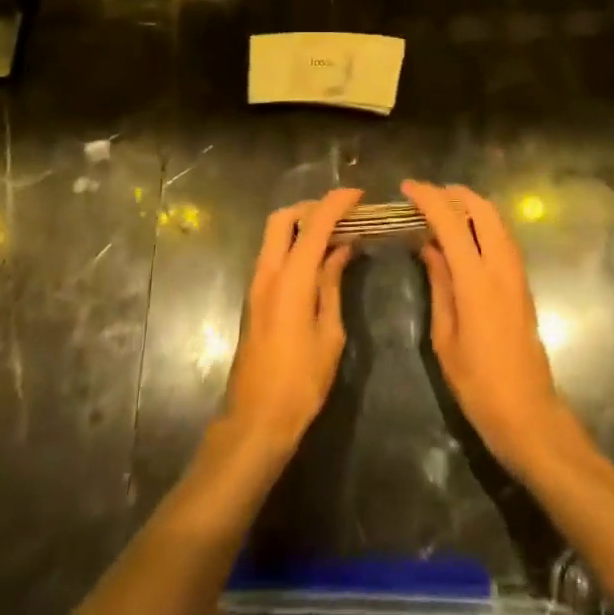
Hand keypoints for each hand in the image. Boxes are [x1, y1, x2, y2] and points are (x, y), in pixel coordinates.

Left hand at [221, 187, 362, 462]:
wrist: (256, 420)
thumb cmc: (301, 381)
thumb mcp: (329, 333)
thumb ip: (332, 285)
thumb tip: (341, 251)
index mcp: (290, 280)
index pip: (313, 225)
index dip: (336, 204)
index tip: (358, 195)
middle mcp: (268, 273)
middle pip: (283, 219)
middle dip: (312, 208)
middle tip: (342, 215)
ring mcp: (256, 285)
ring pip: (275, 235)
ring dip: (302, 226)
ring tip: (336, 235)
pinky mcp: (255, 298)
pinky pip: (274, 255)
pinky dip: (295, 246)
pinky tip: (319, 261)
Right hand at [404, 181, 579, 479]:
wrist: (527, 411)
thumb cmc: (477, 382)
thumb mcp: (445, 336)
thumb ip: (439, 285)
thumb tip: (429, 247)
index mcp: (476, 281)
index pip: (452, 222)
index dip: (429, 199)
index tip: (408, 188)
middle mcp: (501, 267)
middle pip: (483, 210)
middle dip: (455, 194)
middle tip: (427, 196)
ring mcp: (517, 273)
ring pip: (498, 220)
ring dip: (471, 206)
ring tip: (442, 211)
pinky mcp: (523, 283)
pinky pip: (504, 238)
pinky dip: (483, 224)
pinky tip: (464, 236)